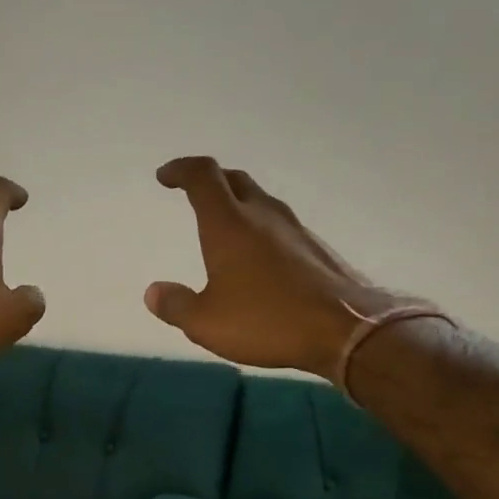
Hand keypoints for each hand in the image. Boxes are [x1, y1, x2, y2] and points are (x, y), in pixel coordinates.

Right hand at [146, 156, 424, 379]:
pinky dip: (258, 227)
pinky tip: (257, 256)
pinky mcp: (314, 248)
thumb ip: (175, 305)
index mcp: (229, 224)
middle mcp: (262, 215)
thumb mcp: (206, 323)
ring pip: (259, 201)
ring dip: (237, 203)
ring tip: (223, 224)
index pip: (203, 176)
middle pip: (234, 180)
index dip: (181, 170)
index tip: (165, 177)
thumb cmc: (266, 321)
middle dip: (209, 180)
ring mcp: (294, 229)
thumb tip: (154, 291)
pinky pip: (278, 224)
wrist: (345, 328)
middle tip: (192, 193)